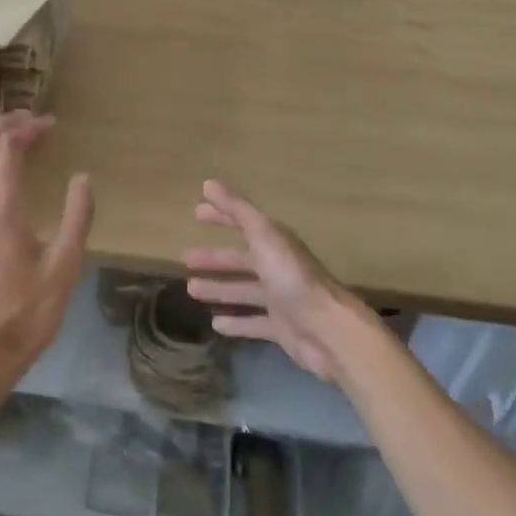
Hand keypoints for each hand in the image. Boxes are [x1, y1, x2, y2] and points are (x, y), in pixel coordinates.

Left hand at [0, 112, 92, 408]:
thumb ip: (77, 219)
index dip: (28, 128)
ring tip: (13, 139)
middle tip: (30, 119)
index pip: (8, 149)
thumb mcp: (64, 269)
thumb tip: (83, 178)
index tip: (51, 124)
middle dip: (3, 125)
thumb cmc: (25, 315)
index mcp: (2, 210)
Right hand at [184, 180, 374, 381]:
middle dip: (215, 258)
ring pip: (243, 290)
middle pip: (241, 259)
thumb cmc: (293, 278)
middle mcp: (276, 268)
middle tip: (186, 258)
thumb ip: (237, 210)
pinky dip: (236, 322)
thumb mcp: (263, 236)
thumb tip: (208, 183)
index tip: (196, 212)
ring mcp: (279, 299)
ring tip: (191, 290)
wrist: (328, 331)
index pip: (243, 222)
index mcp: (274, 243)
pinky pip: (253, 323)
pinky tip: (215, 324)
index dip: (221, 215)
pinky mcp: (281, 328)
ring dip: (219, 289)